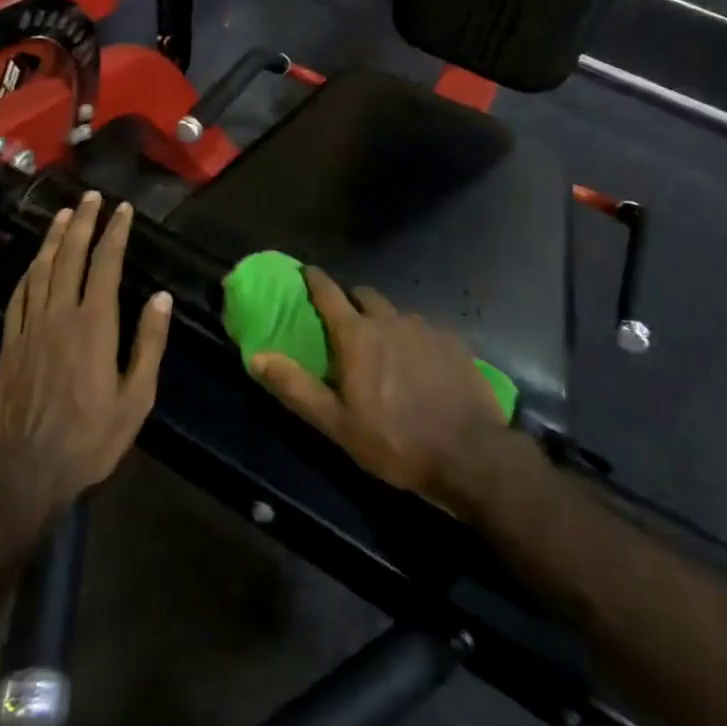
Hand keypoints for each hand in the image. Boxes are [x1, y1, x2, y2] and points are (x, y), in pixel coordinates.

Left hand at [0, 192, 173, 514]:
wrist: (26, 473)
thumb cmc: (91, 439)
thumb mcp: (136, 399)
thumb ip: (149, 344)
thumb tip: (160, 298)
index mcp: (93, 326)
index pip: (105, 265)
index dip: (114, 233)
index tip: (123, 209)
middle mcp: (59, 315)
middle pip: (70, 256)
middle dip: (82, 222)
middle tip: (92, 197)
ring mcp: (30, 327)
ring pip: (41, 269)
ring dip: (54, 238)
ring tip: (64, 213)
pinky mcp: (10, 343)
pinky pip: (19, 295)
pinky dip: (29, 271)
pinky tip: (35, 262)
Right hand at [250, 268, 506, 509]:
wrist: (469, 454)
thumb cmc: (394, 441)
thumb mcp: (336, 423)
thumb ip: (296, 386)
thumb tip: (257, 355)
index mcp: (357, 335)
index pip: (328, 293)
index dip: (314, 279)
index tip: (306, 271)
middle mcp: (390, 320)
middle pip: (365, 296)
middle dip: (352, 301)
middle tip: (347, 322)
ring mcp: (425, 328)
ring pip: (397, 313)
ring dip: (386, 323)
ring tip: (387, 350)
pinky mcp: (454, 341)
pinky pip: (426, 330)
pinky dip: (416, 340)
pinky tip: (422, 366)